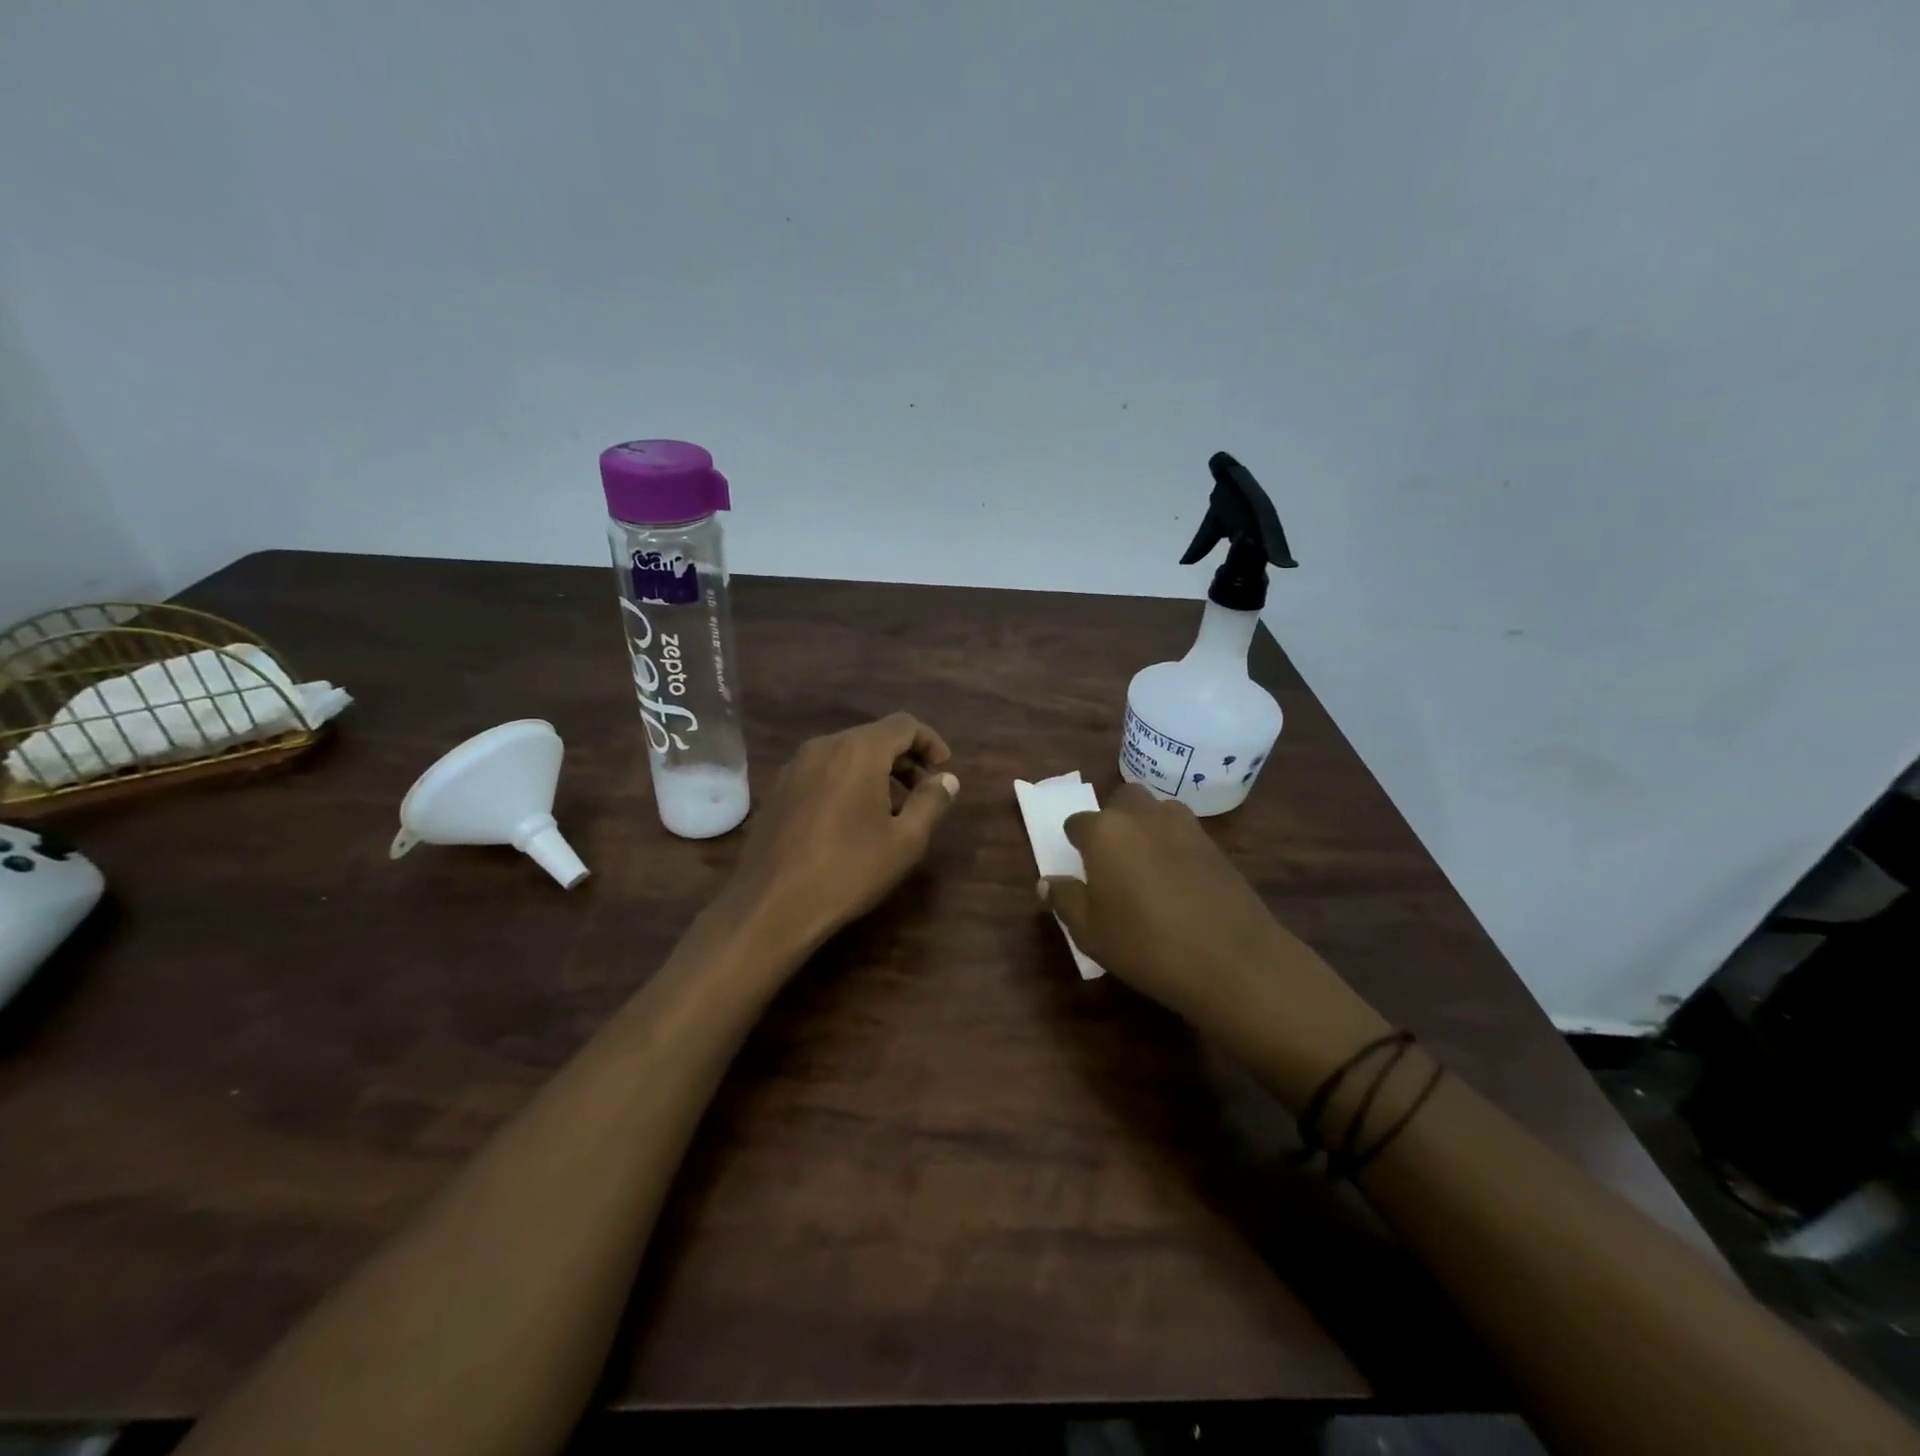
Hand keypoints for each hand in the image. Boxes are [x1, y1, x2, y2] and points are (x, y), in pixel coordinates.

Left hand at [729, 713, 958, 948]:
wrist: (770, 905)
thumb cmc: (848, 870)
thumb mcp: (906, 841)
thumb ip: (932, 801)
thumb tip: (946, 779)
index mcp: (858, 750)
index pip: (904, 724)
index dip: (930, 742)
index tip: (943, 770)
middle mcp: (823, 747)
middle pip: (874, 737)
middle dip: (904, 760)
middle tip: (923, 794)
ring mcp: (794, 767)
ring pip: (846, 755)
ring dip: (876, 772)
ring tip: (890, 812)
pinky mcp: (777, 790)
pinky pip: (822, 772)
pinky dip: (847, 783)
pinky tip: (851, 822)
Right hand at [1040, 784, 1374, 1086]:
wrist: (1232, 960)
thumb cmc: (1146, 945)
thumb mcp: (1091, 932)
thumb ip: (1066, 900)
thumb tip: (1047, 882)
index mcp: (1105, 832)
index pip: (1077, 822)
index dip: (1075, 842)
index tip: (1079, 867)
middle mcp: (1143, 817)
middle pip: (1122, 799)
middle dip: (1113, 818)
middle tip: (1112, 858)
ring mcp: (1184, 826)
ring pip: (1157, 810)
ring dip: (1146, 826)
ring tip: (1145, 865)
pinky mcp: (1215, 844)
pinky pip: (1184, 832)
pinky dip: (1174, 844)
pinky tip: (1177, 880)